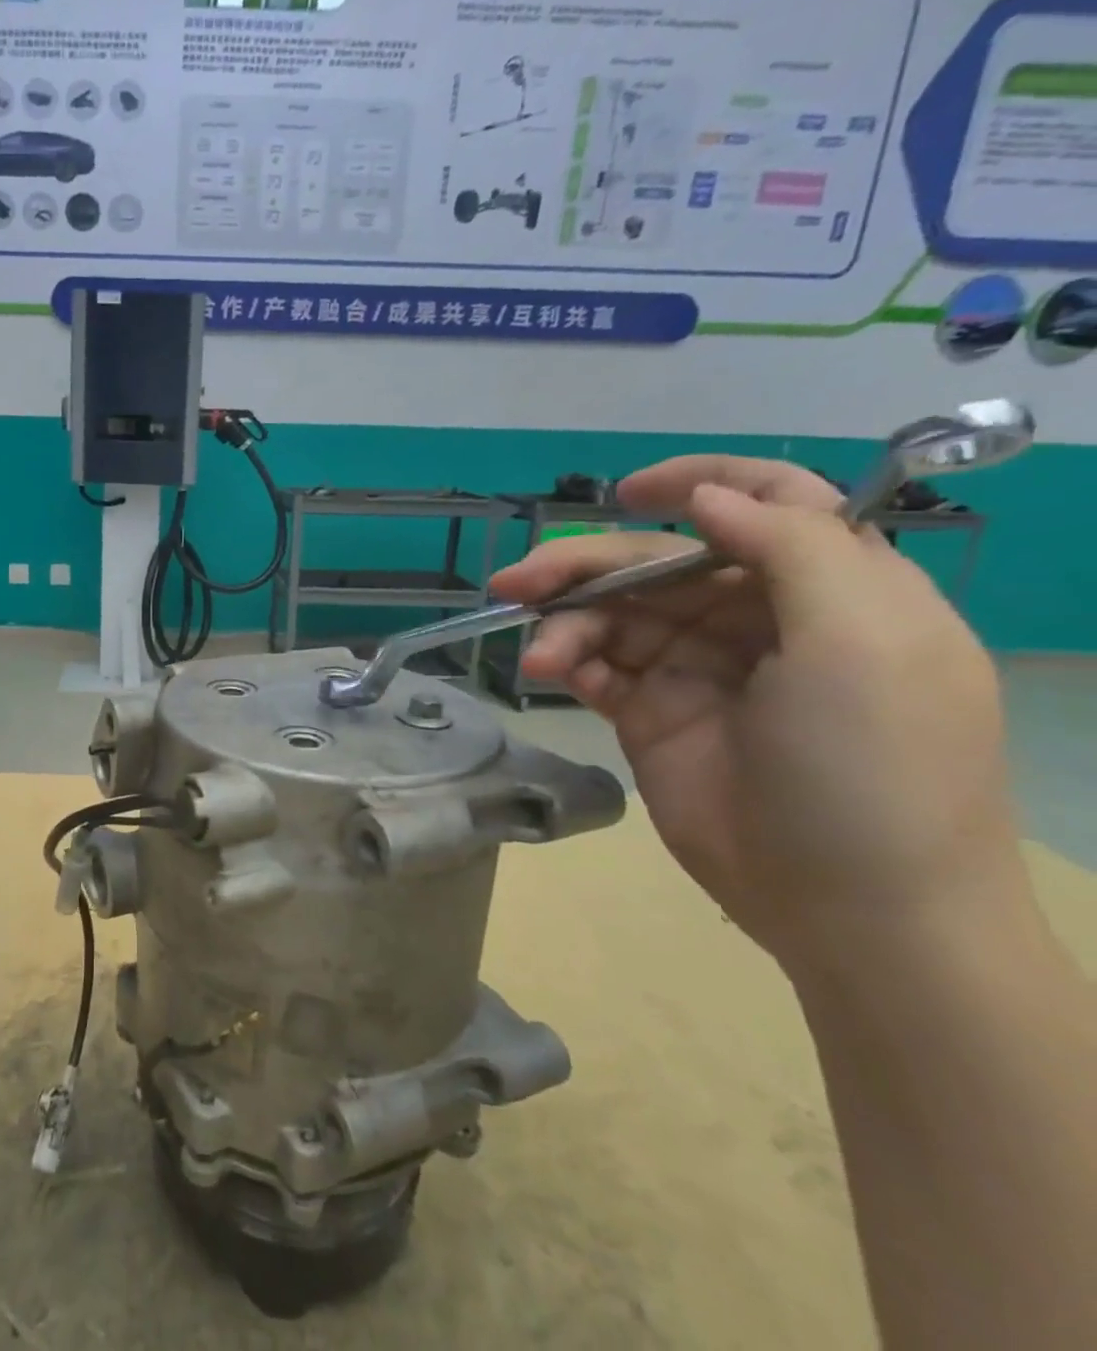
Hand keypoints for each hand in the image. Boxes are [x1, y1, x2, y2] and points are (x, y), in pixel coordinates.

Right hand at [490, 457, 1024, 974]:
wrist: (852, 908)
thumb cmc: (874, 764)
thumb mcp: (863, 643)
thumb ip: (792, 550)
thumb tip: (708, 499)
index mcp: (830, 589)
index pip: (768, 506)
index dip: (699, 484)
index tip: (628, 492)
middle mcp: (759, 621)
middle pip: (660, 564)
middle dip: (586, 566)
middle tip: (517, 580)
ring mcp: (699, 670)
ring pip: (615, 616)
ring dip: (567, 623)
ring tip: (539, 656)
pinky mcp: (651, 715)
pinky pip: (597, 667)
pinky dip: (567, 661)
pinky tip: (550, 672)